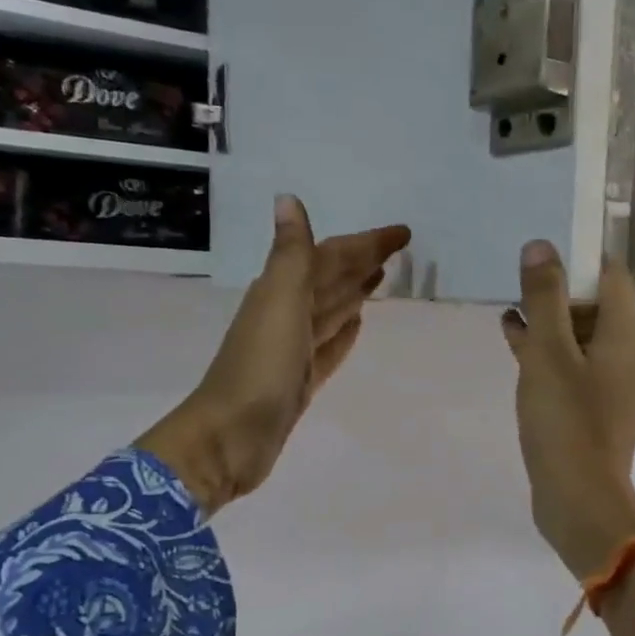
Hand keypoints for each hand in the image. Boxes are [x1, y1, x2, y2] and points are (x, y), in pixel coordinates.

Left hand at [140, 196, 410, 512]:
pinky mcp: (300, 380)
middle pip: (332, 280)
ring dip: (354, 292)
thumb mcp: (279, 303)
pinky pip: (329, 347)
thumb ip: (291, 255)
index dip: (365, 242)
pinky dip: (344, 333)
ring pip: (331, 311)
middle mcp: (287, 315)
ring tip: (382, 278)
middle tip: (400, 250)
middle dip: (362, 262)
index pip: (330, 256)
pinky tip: (358, 325)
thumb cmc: (259, 367)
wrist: (231, 437)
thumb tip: (288, 198)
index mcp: (282, 292)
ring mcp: (293, 350)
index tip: (403, 233)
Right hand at [501, 240, 634, 577]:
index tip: (539, 258)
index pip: (609, 273)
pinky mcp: (602, 409)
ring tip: (509, 315)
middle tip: (517, 287)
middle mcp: (631, 353)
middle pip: (597, 305)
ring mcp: (618, 384)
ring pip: (584, 337)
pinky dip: (553, 355)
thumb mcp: (547, 352)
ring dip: (550, 324)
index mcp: (627, 333)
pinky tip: (517, 348)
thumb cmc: (565, 421)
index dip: (575, 259)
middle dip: (557, 293)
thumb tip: (541, 246)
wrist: (581, 500)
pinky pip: (579, 367)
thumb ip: (544, 297)